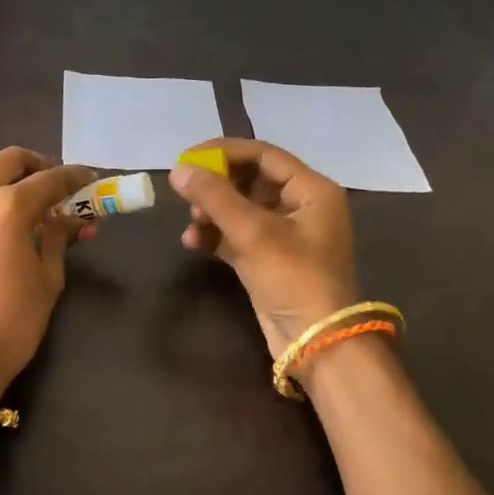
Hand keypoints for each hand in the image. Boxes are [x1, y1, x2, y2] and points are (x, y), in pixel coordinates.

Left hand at [0, 148, 96, 408]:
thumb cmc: (11, 323)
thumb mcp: (48, 279)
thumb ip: (60, 239)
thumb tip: (75, 219)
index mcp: (10, 207)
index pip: (51, 179)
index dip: (75, 177)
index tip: (91, 179)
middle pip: (11, 160)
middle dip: (39, 166)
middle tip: (58, 186)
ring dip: (4, 173)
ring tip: (22, 195)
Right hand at [170, 138, 359, 358]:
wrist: (315, 342)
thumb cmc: (294, 278)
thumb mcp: (254, 232)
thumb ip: (214, 197)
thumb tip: (178, 170)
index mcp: (311, 190)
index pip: (263, 155)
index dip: (224, 152)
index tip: (187, 157)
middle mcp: (300, 206)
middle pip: (249, 180)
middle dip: (216, 187)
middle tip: (186, 194)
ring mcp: (283, 234)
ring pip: (239, 209)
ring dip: (211, 213)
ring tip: (192, 224)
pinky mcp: (267, 259)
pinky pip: (235, 235)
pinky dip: (214, 236)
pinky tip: (193, 243)